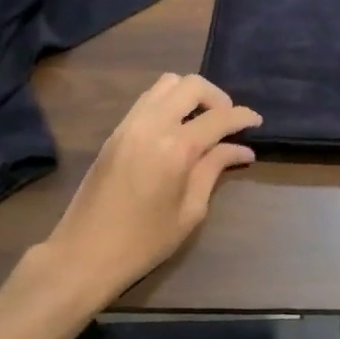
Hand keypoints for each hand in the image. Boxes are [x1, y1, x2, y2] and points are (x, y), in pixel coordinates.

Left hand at [44, 74, 259, 302]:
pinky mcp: (115, 132)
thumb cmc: (143, 242)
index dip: (243, 116)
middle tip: (227, 122)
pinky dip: (169, 102)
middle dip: (217, 97)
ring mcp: (129, 124)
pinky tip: (177, 128)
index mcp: (176, 148)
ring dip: (190, 95)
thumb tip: (241, 150)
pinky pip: (148, 99)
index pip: (219, 117)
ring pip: (166, 83)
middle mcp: (152, 125)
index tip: (257, 122)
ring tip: (202, 121)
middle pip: (191, 85)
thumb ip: (214, 170)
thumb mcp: (190, 211)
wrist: (82, 255)